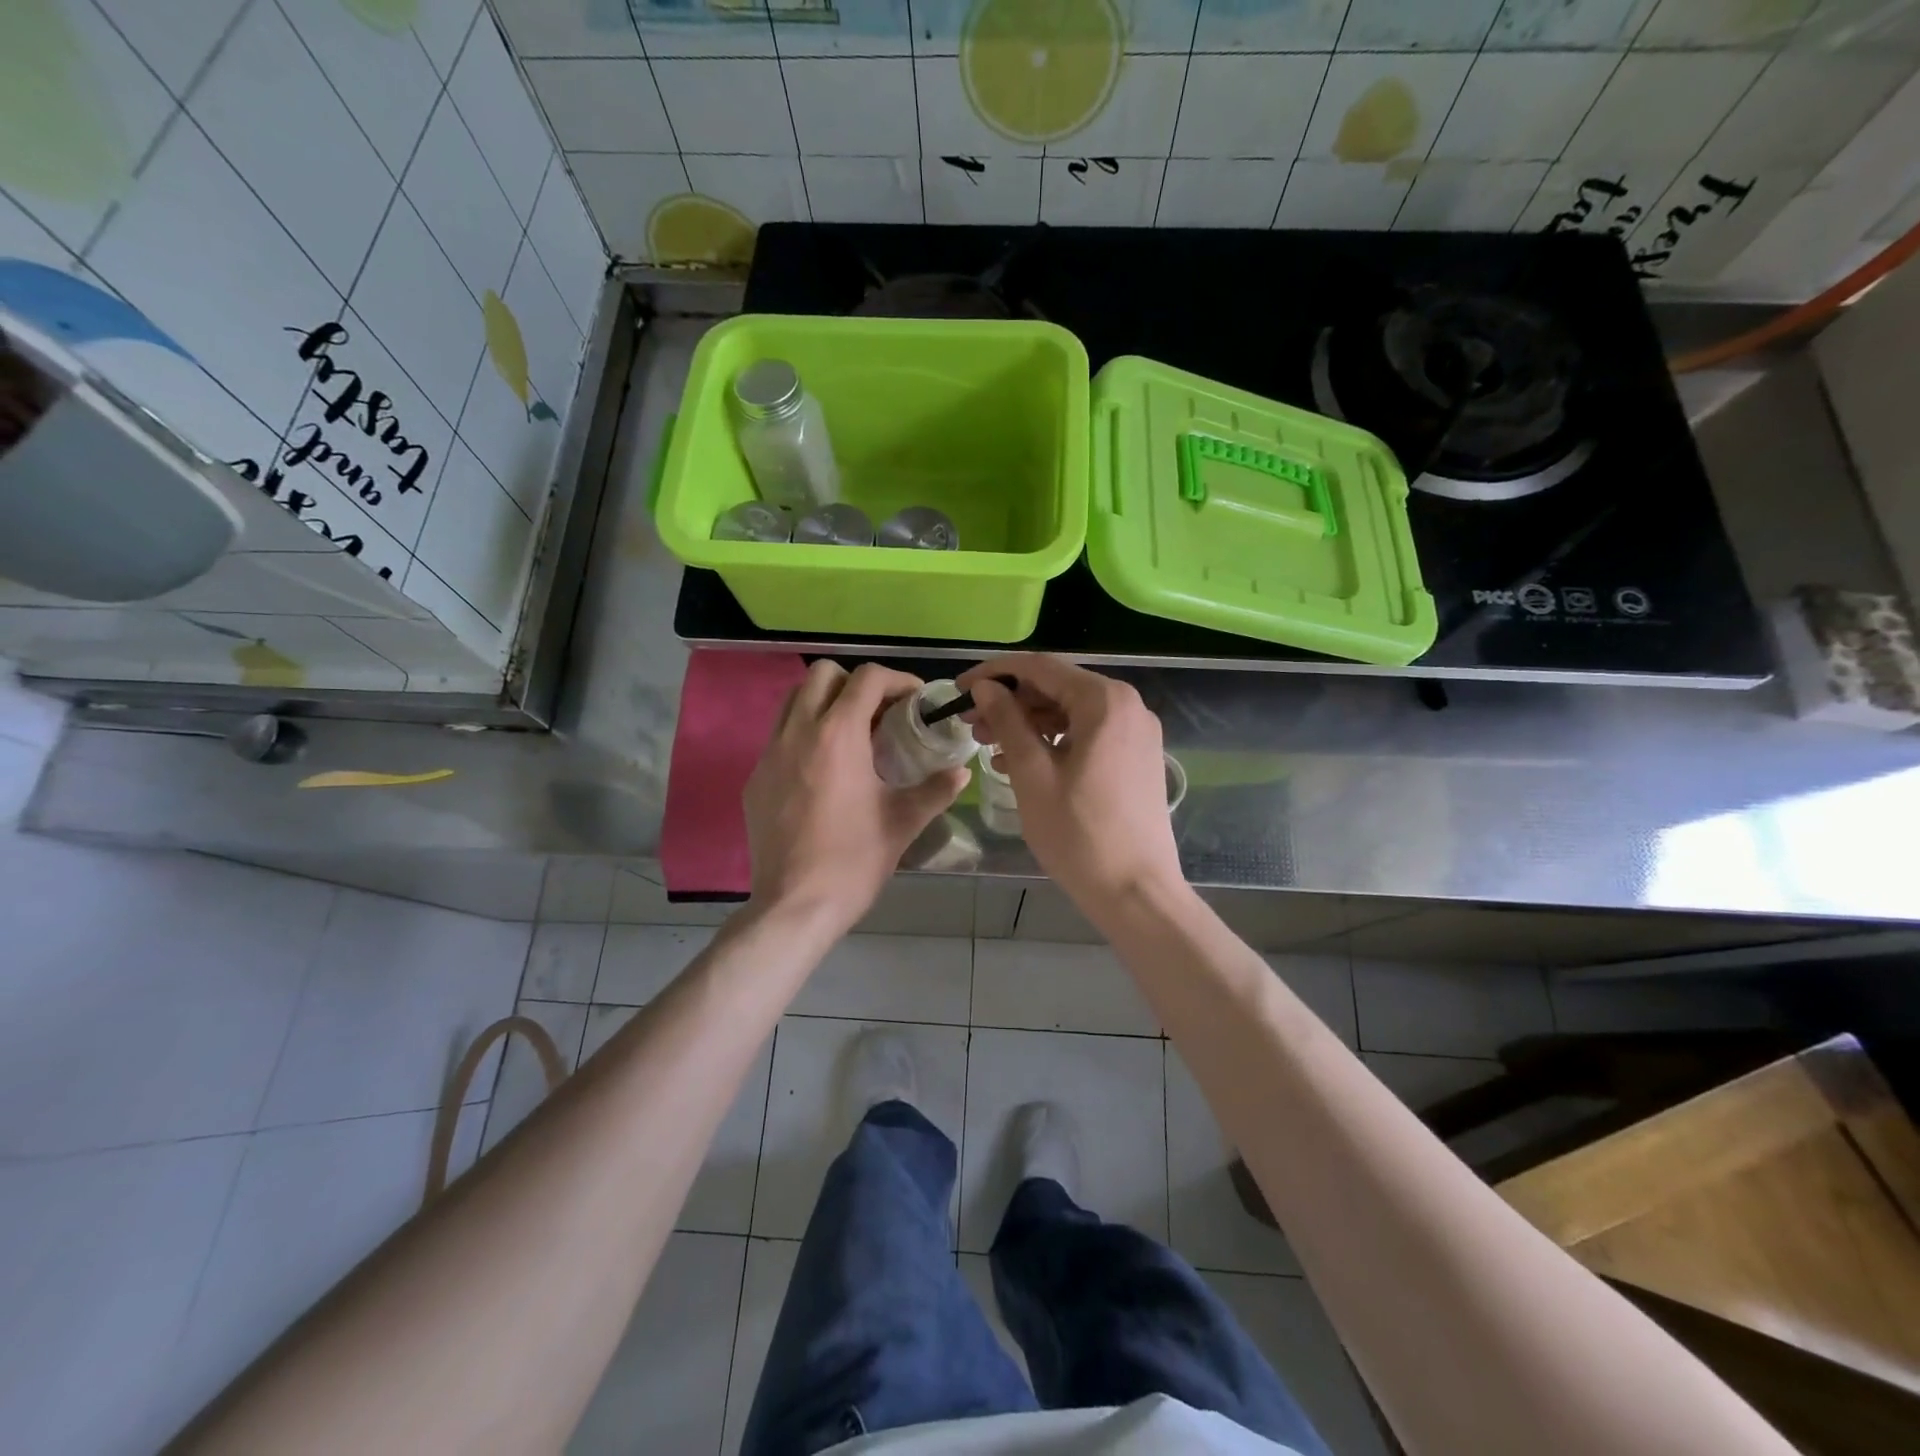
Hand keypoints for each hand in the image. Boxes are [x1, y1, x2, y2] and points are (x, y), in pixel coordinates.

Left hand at [744, 661, 968, 935]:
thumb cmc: (854, 860)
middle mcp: (798, 732)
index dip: (897, 680)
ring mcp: (769, 754)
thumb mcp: (903, 822)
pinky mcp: (755, 779)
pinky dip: (805, 735)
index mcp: (838, 735)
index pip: (867, 678)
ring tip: (851, 733)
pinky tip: (824, 771)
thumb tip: (962, 772)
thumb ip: (936, 789)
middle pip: (822, 674)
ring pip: (793, 700)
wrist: (795, 906)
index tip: (915, 700)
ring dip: (824, 703)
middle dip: (855, 682)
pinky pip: (779, 737)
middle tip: (880, 712)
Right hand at [958, 654, 1182, 910]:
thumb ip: (1008, 721)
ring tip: (990, 748)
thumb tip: (985, 687)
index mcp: (1104, 701)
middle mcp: (1128, 705)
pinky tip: (1022, 763)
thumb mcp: (1033, 774)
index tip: (959, 690)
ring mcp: (1137, 732)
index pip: (1040, 668)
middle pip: (1057, 688)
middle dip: (1011, 703)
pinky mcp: (1137, 757)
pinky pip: (1088, 734)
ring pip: (1072, 712)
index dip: (995, 674)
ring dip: (1029, 724)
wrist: (1136, 892)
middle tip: (972, 726)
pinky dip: (1054, 742)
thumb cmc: (1079, 834)